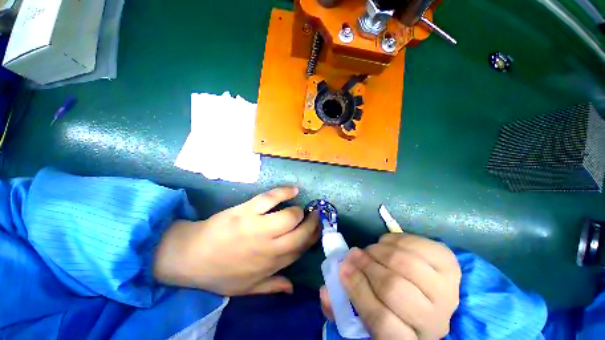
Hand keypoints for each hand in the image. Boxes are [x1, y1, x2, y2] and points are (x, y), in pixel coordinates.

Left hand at [153, 187, 318, 295]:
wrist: (190, 257)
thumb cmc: (219, 273)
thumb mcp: (245, 289)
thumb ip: (271, 287)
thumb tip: (293, 288)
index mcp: (271, 264)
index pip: (301, 249)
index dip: (312, 238)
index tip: (317, 230)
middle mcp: (270, 247)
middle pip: (301, 233)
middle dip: (313, 223)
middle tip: (315, 215)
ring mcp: (258, 227)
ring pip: (291, 216)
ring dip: (300, 211)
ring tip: (300, 207)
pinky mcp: (247, 211)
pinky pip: (271, 198)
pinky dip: (284, 192)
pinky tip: (293, 190)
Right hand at [320, 233, 460, 339]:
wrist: (433, 295)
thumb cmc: (395, 307)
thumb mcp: (368, 315)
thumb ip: (343, 308)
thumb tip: (324, 292)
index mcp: (412, 339)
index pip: (382, 323)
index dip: (358, 293)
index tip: (343, 271)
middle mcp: (436, 319)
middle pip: (395, 289)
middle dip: (366, 266)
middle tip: (353, 255)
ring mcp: (447, 288)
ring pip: (405, 264)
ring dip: (379, 252)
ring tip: (369, 250)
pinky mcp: (450, 263)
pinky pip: (416, 245)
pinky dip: (394, 240)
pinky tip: (386, 244)